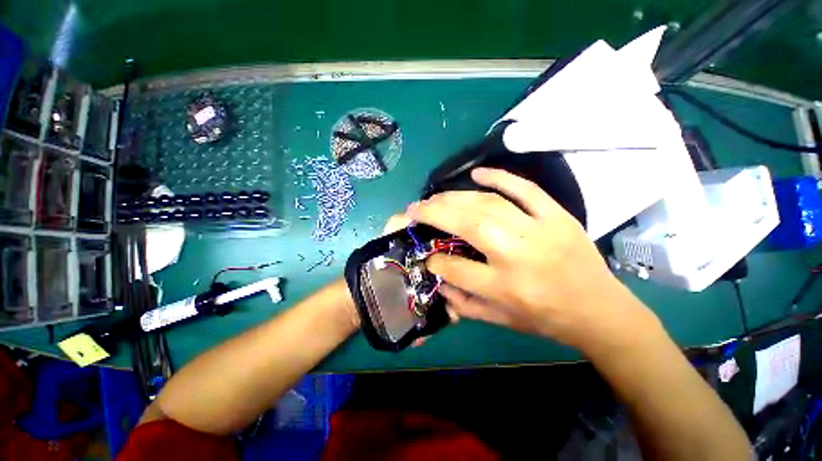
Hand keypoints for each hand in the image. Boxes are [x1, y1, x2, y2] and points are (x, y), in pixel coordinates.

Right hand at [407, 167, 648, 349]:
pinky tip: (476, 173)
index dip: (434, 261)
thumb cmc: (546, 319)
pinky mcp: (557, 215)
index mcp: (505, 287)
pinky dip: (499, 177)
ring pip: (488, 203)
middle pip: (468, 224)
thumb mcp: (500, 321)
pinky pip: (524, 188)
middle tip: (415, 208)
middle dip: (434, 214)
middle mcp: (519, 254)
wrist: (599, 310)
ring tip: (435, 197)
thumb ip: (463, 303)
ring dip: (455, 197)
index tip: (426, 256)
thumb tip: (436, 280)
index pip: (456, 268)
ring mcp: (540, 229)